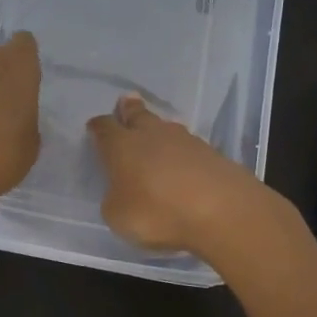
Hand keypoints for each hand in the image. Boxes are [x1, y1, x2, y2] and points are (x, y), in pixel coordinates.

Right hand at [85, 93, 275, 257]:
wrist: (222, 211)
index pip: (105, 129)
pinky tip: (184, 161)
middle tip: (126, 100)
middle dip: (130, 110)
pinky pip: (190, 148)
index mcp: (122, 146)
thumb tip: (122, 191)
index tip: (94, 126)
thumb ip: (116, 199)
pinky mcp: (213, 155)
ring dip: (158, 130)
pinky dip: (183, 152)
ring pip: (166, 128)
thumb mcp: (118, 216)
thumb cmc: (157, 212)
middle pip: (138, 116)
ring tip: (155, 130)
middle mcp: (152, 135)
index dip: (98, 127)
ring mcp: (186, 142)